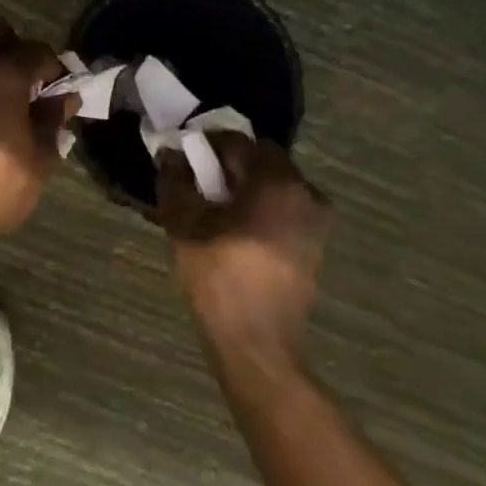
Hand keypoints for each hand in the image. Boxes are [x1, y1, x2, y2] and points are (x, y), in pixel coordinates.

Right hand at [156, 137, 329, 367]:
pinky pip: (283, 206)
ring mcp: (315, 219)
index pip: (236, 141)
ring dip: (244, 184)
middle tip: (196, 176)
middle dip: (228, 162)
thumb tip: (170, 154)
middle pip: (261, 159)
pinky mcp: (314, 243)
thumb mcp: (185, 225)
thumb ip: (176, 181)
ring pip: (274, 183)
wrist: (257, 344)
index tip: (182, 152)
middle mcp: (305, 191)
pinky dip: (259, 205)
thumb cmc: (220, 278)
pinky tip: (234, 225)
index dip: (205, 142)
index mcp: (277, 181)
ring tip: (213, 203)